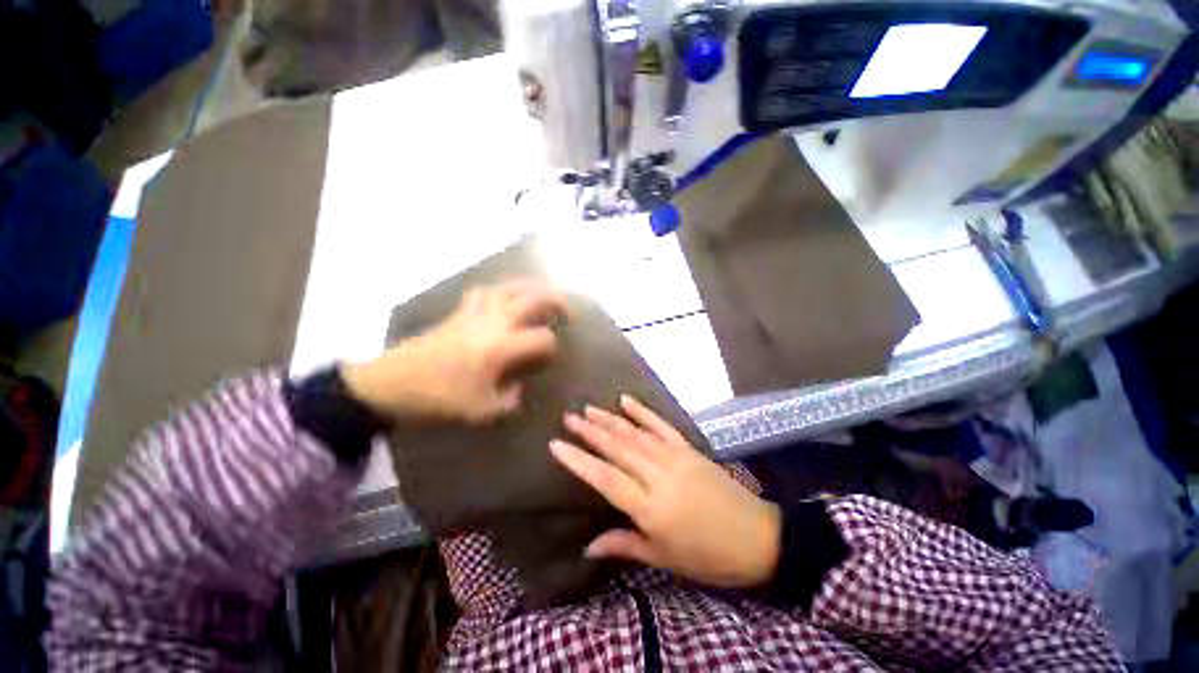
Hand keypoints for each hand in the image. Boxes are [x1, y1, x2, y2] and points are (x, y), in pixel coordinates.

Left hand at [342, 279, 566, 422]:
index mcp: (502, 347)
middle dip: (556, 301)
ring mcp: (476, 312)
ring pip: (510, 287)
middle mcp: (494, 322)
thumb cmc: (439, 398)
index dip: (553, 346)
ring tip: (543, 293)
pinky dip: (501, 290)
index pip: (542, 338)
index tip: (551, 355)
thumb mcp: (481, 410)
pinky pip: (486, 291)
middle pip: (533, 299)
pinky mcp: (460, 311)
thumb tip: (518, 387)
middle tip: (567, 310)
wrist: (391, 383)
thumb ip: (508, 400)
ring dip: (531, 287)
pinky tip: (504, 298)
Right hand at [550, 396, 780, 588]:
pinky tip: (626, 400)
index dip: (579, 460)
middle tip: (568, 417)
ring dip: (610, 419)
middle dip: (590, 431)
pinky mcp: (689, 448)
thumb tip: (588, 546)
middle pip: (618, 448)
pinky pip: (662, 426)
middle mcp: (660, 475)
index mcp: (651, 507)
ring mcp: (676, 457)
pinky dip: (643, 412)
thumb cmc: (708, 557)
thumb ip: (625, 544)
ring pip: (635, 434)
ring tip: (588, 409)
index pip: (606, 478)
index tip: (556, 444)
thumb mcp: (664, 558)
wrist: (758, 538)